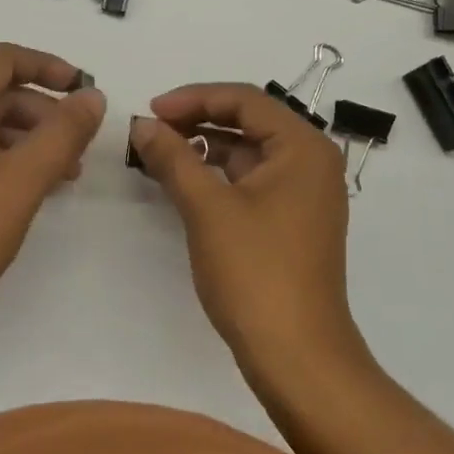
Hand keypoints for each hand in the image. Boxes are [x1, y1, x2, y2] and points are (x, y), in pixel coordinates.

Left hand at [0, 44, 105, 325]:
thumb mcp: (23, 179)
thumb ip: (64, 131)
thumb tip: (92, 95)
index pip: (3, 58)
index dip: (50, 68)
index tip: (84, 91)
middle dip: (41, 114)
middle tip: (77, 149)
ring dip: (22, 138)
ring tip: (59, 176)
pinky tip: (20, 190)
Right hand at [128, 85, 354, 370]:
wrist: (297, 355)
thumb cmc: (255, 272)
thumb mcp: (207, 209)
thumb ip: (174, 158)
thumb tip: (142, 125)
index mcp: (303, 147)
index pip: (244, 99)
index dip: (193, 98)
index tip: (151, 110)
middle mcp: (311, 162)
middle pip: (249, 122)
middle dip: (198, 120)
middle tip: (152, 130)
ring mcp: (305, 193)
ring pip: (249, 153)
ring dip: (205, 148)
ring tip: (160, 153)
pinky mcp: (293, 220)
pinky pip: (252, 181)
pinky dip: (218, 176)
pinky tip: (185, 183)